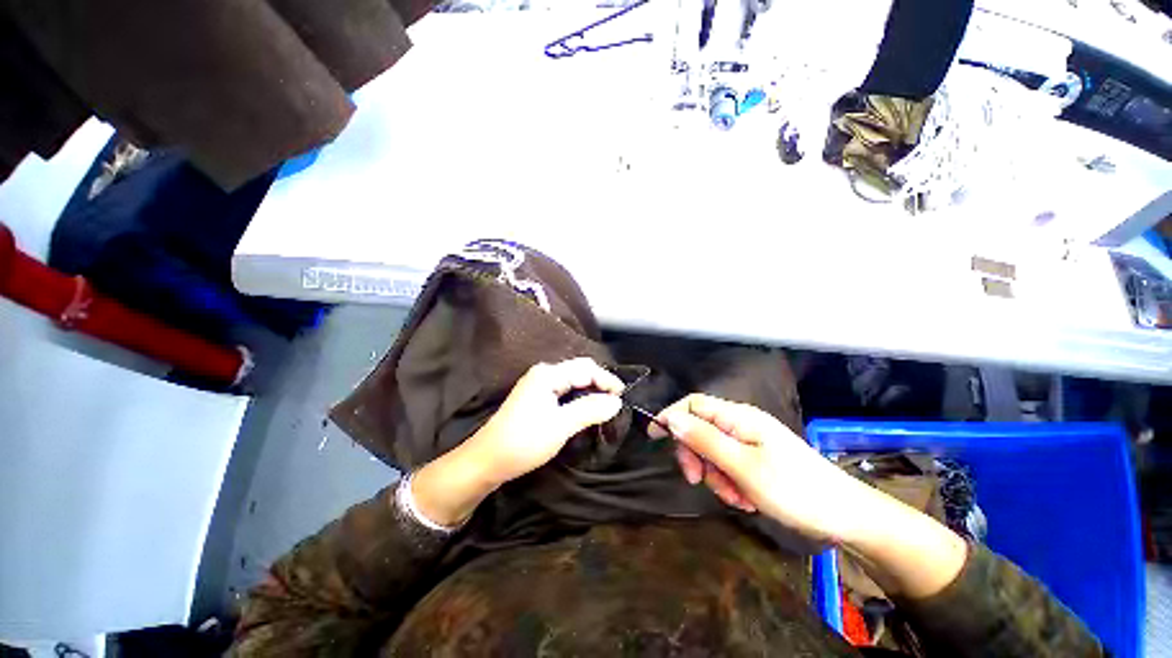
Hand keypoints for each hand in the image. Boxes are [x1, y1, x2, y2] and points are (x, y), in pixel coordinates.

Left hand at [412, 358, 623, 525]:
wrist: (487, 460)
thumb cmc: (524, 441)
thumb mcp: (561, 426)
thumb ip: (589, 409)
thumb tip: (616, 401)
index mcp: (548, 374)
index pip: (586, 369)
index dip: (607, 380)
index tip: (623, 396)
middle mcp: (543, 373)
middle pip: (580, 370)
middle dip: (600, 383)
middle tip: (617, 401)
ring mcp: (538, 385)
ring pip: (573, 381)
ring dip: (590, 390)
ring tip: (606, 405)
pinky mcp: (536, 397)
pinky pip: (565, 390)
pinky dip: (579, 397)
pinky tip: (587, 408)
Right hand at [652, 394, 966, 597]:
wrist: (846, 516)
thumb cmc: (794, 489)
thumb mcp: (743, 466)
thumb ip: (704, 440)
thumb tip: (672, 418)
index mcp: (738, 417)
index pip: (692, 404)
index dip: (671, 416)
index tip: (654, 437)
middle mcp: (742, 424)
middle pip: (700, 429)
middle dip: (695, 455)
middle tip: (698, 481)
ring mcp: (750, 442)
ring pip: (712, 451)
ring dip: (715, 475)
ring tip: (736, 498)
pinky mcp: (757, 459)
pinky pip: (729, 465)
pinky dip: (730, 482)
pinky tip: (746, 499)